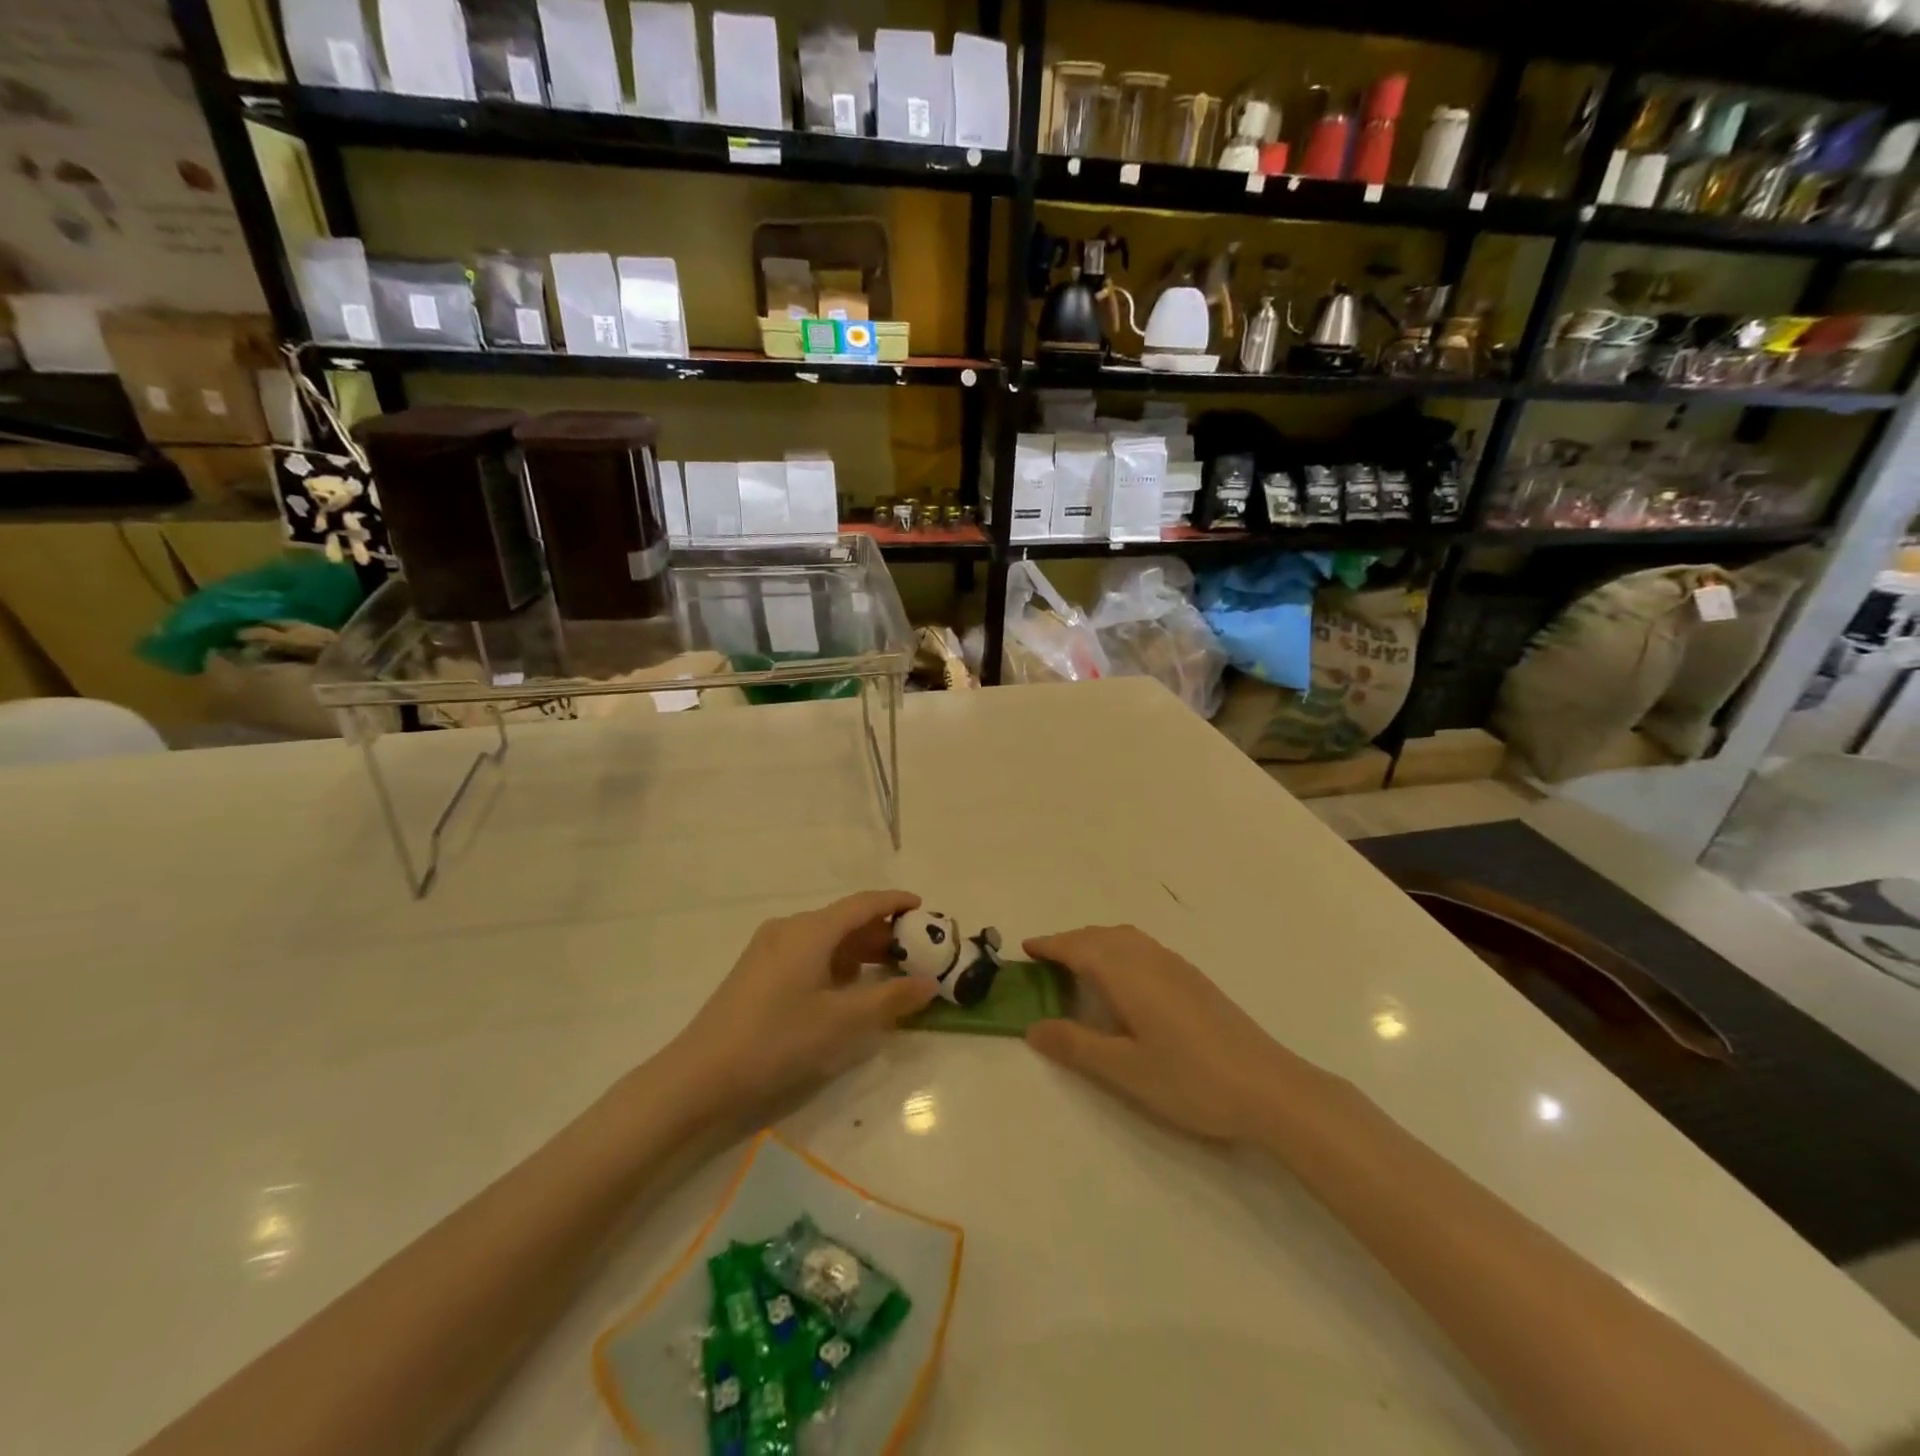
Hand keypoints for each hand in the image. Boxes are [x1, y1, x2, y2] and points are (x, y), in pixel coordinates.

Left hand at [666, 891, 937, 1123]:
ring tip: (884, 971)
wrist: (701, 1072)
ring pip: (824, 936)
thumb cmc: (777, 1040)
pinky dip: (833, 960)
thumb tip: (929, 983)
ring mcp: (768, 947)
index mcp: (811, 930)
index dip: (894, 902)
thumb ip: (890, 999)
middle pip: (843, 919)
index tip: (922, 908)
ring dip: (856, 949)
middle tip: (912, 950)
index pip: (863, 904)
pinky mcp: (757, 968)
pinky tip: (843, 988)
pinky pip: (806, 950)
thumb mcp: (841, 1022)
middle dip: (879, 932)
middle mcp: (789, 927)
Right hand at [1024, 924, 1308, 1143]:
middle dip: (1070, 941)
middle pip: (1101, 936)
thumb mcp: (1125, 1069)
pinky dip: (1119, 949)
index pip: (1079, 947)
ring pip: (1125, 938)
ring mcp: (1176, 966)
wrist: (1269, 1087)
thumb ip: (1076, 1045)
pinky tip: (1125, 980)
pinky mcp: (1195, 979)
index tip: (1026, 948)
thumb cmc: (1191, 1079)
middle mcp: (1150, 958)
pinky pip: (1144, 947)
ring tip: (1080, 966)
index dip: (1051, 945)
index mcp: (1127, 973)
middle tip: (1046, 961)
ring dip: (1096, 942)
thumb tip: (1033, 1027)